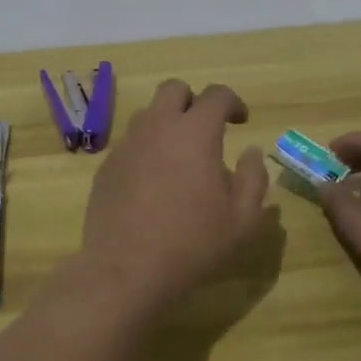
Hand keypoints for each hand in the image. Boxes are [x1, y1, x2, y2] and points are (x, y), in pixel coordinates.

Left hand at [73, 79, 270, 314]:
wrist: (125, 270)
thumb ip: (253, 178)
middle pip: (174, 89)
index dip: (233, 102)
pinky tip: (153, 183)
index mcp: (195, 132)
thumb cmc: (192, 244)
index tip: (241, 121)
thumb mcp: (242, 220)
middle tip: (206, 130)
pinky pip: (130, 143)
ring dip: (167, 123)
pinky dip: (146, 150)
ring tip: (179, 157)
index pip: (216, 95)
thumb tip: (252, 152)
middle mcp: (157, 127)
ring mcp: (127, 144)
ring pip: (148, 114)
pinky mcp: (106, 166)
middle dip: (193, 101)